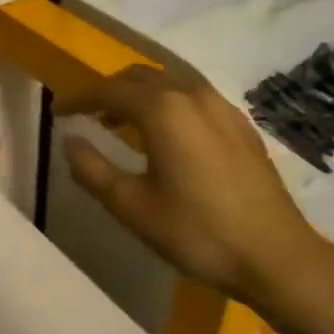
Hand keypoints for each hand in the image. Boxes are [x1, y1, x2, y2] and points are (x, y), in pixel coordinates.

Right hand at [58, 64, 333, 319]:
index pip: (109, 90)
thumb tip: (70, 141)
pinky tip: (165, 134)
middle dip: (109, 90)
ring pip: (170, 82)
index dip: (79, 99)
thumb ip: (92, 169)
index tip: (57, 112)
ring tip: (121, 123)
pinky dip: (167, 103)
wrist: (275, 256)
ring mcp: (222, 108)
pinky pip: (193, 96)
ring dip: (139, 94)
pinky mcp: (241, 125)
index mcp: (163, 110)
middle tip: (87, 114)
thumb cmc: (196, 232)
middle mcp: (192, 96)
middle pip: (140, 76)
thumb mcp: (132, 206)